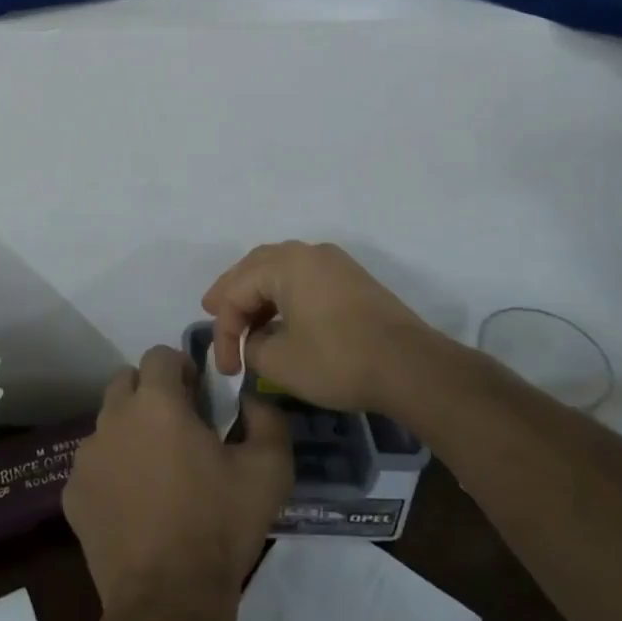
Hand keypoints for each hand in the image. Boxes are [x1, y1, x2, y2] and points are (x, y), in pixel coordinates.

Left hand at [65, 346, 293, 620]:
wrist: (168, 604)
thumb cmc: (219, 527)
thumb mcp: (269, 470)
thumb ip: (267, 417)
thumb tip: (252, 397)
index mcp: (157, 402)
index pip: (160, 355)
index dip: (181, 369)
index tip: (199, 399)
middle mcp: (114, 417)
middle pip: (127, 382)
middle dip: (151, 393)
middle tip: (178, 429)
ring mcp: (87, 456)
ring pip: (108, 423)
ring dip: (130, 432)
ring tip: (156, 473)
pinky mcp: (73, 494)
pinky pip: (93, 466)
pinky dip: (112, 473)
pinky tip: (134, 507)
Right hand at [203, 241, 444, 412]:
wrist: (411, 367)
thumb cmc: (339, 360)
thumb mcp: (281, 362)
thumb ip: (253, 347)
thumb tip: (255, 341)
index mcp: (286, 263)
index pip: (236, 290)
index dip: (224, 330)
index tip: (227, 368)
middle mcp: (308, 252)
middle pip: (255, 267)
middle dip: (232, 294)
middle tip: (211, 312)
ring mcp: (333, 263)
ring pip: (280, 270)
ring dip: (258, 294)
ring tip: (243, 318)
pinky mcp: (351, 279)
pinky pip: (303, 278)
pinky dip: (283, 295)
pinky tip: (279, 318)